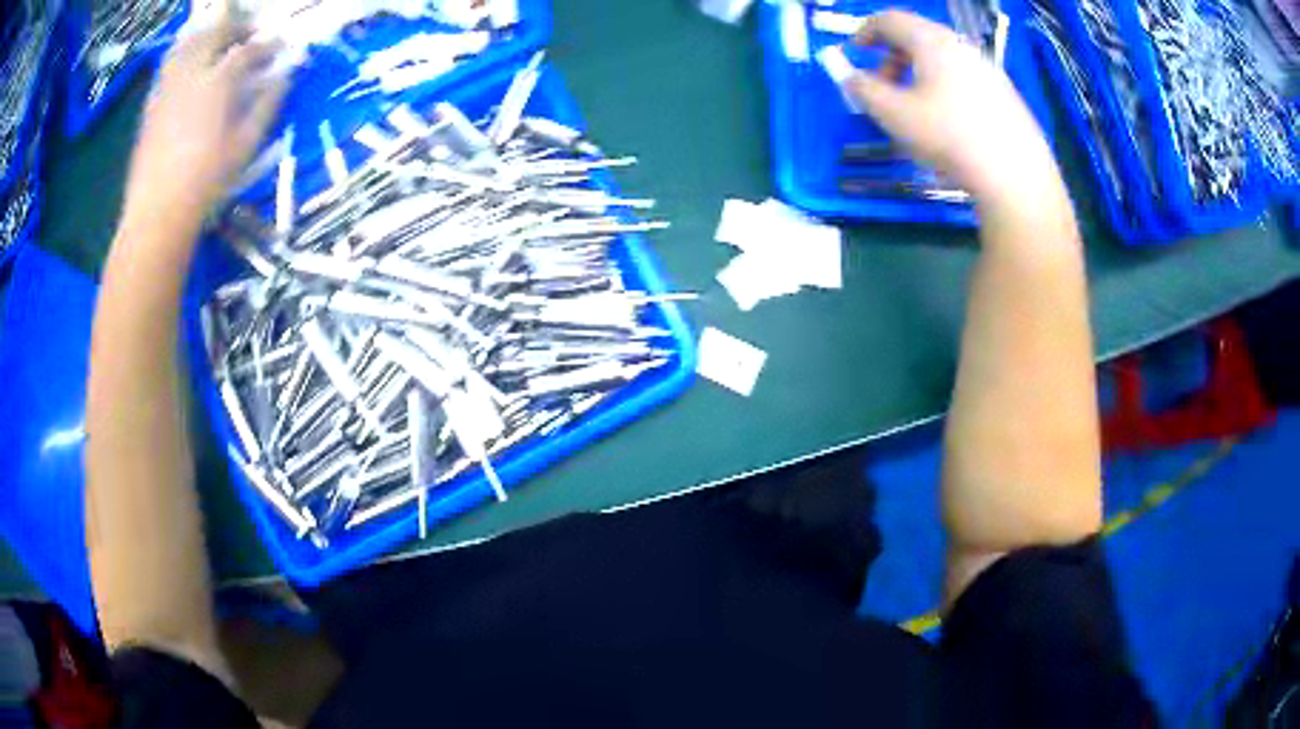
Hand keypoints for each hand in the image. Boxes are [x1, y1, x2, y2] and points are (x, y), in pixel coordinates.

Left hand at [122, 4, 286, 236]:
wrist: (157, 213)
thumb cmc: (205, 182)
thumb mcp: (245, 146)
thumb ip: (267, 105)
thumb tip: (284, 78)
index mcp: (218, 82)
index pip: (248, 50)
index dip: (267, 45)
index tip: (280, 48)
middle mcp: (191, 74)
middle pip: (216, 33)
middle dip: (237, 27)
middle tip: (250, 33)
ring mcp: (168, 86)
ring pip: (188, 42)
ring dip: (207, 34)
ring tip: (217, 41)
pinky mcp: (152, 103)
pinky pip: (168, 65)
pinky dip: (183, 55)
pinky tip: (189, 66)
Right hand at [842, 11, 1060, 209]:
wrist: (1016, 176)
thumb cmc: (949, 138)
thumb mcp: (894, 115)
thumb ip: (863, 90)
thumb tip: (850, 78)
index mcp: (933, 42)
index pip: (890, 19)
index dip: (864, 32)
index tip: (853, 54)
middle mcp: (962, 47)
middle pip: (918, 37)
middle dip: (891, 58)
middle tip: (882, 89)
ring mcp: (988, 70)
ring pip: (942, 60)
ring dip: (918, 76)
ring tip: (914, 112)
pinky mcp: (1005, 95)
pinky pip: (963, 79)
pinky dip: (943, 89)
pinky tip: (948, 125)